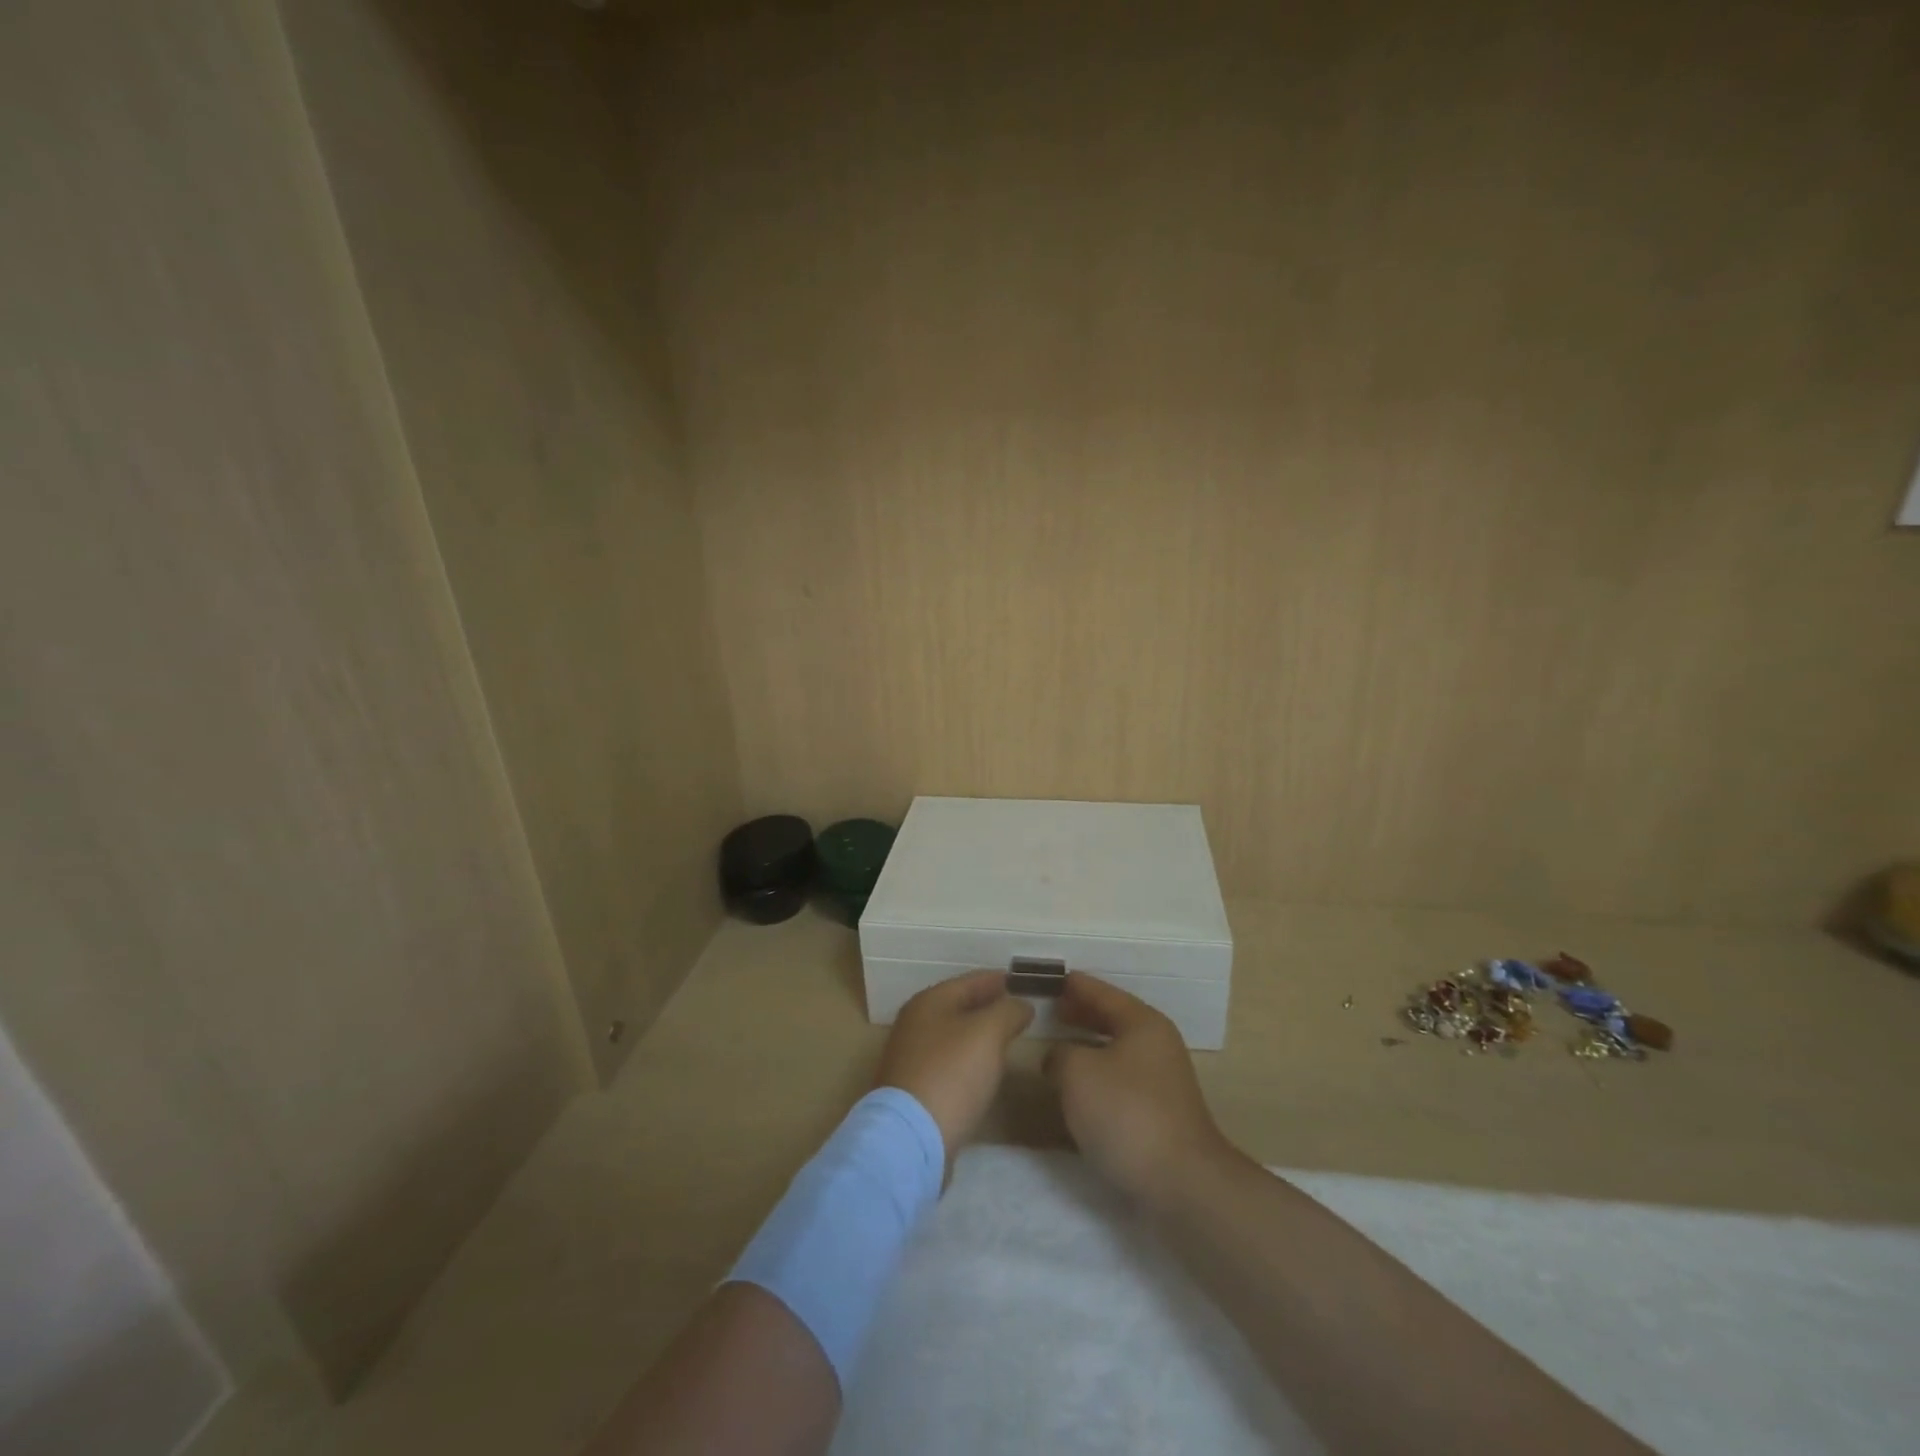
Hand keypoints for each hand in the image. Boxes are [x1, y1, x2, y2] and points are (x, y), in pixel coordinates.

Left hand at [874, 970, 1032, 1170]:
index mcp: (929, 1002)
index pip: (969, 981)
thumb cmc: (951, 1073)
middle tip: (1018, 1007)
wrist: (911, 1137)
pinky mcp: (915, 1089)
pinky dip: (969, 1059)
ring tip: (1007, 1037)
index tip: (1020, 980)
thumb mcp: (988, 1033)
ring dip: (979, 1034)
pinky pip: (949, 1063)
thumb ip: (1008, 1012)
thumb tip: (1021, 1005)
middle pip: (958, 1007)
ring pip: (954, 1035)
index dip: (996, 979)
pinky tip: (985, 1070)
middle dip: (988, 1005)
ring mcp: (912, 1058)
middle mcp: (915, 1024)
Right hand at [1045, 972, 1233, 1206]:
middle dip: (1081, 1014)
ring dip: (1087, 1047)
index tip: (1049, 979)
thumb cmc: (1127, 1114)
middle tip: (1049, 1010)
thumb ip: (1060, 1054)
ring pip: (1116, 1051)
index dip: (1074, 985)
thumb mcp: (1078, 1073)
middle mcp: (1157, 1045)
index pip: (1102, 992)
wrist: (1181, 1184)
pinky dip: (1097, 1075)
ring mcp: (1162, 1081)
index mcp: (1142, 1023)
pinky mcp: (1159, 1113)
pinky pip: (1120, 1079)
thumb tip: (1058, 1058)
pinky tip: (1076, 1089)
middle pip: (1112, 1018)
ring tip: (1056, 1048)